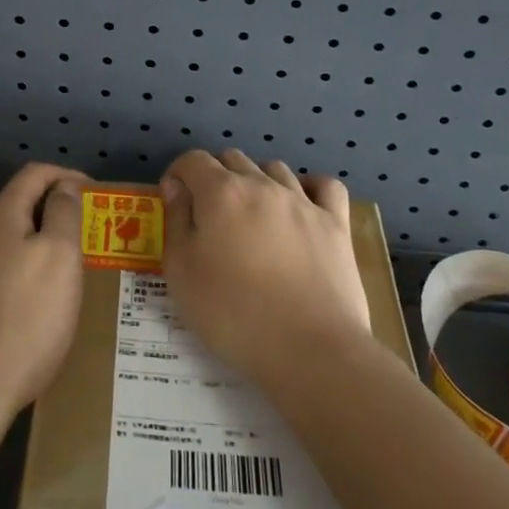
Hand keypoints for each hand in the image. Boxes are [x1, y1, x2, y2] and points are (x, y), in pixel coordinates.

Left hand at [0, 164, 86, 431]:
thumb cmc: (24, 319)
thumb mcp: (59, 257)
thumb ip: (64, 213)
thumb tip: (64, 186)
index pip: (35, 173)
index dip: (68, 175)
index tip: (97, 195)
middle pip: (20, 205)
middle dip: (56, 212)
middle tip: (90, 235)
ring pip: (8, 241)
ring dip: (39, 245)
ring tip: (68, 270)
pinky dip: (23, 272)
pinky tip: (37, 303)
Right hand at [159, 150, 371, 385]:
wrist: (309, 349)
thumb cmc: (232, 314)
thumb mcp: (182, 273)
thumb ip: (176, 221)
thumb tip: (175, 186)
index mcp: (221, 192)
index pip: (193, 160)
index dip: (178, 174)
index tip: (173, 200)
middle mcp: (262, 184)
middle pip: (233, 159)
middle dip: (214, 176)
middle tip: (209, 214)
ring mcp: (303, 201)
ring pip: (275, 168)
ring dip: (257, 180)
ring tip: (252, 213)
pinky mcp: (335, 223)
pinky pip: (325, 186)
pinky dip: (310, 187)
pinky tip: (302, 205)